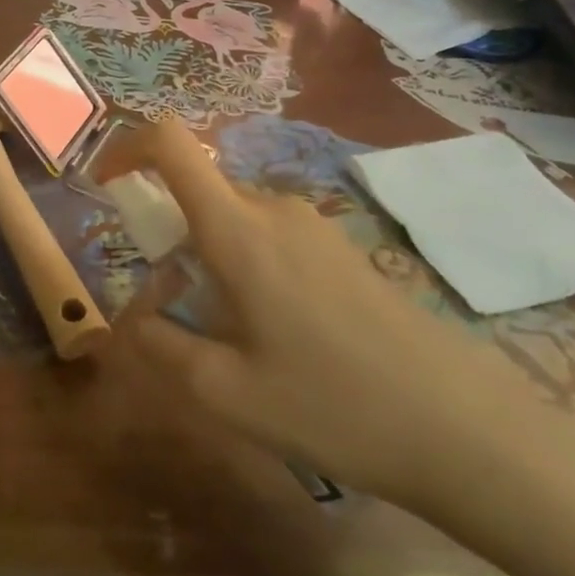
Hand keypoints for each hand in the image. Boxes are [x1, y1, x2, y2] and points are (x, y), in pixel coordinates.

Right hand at [113, 120, 537, 506]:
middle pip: (197, 191)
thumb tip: (130, 321)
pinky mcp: (342, 250)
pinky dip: (243, 265)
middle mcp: (274, 209)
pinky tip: (275, 336)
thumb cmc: (334, 406)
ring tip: (224, 334)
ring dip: (205, 256)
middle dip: (165, 234)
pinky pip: (269, 236)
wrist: (469, 432)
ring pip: (232, 217)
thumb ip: (160, 346)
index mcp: (237, 229)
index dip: (126, 147)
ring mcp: (315, 226)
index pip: (169, 143)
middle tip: (169, 306)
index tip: (105, 185)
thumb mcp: (225, 392)